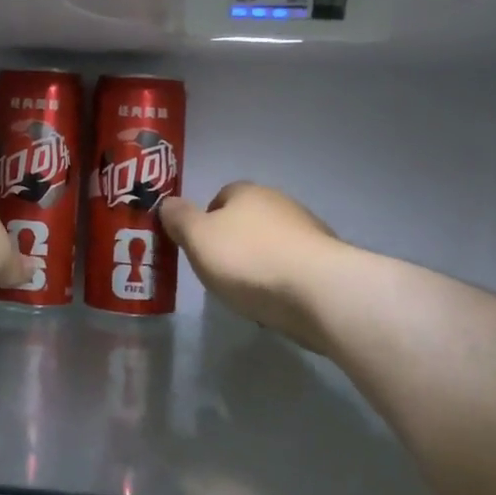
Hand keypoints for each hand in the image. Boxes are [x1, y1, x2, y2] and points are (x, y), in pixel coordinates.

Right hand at [160, 182, 344, 349]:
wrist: (319, 291)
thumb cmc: (248, 259)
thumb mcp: (197, 238)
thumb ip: (178, 218)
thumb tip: (168, 203)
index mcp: (247, 192)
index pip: (220, 196)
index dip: (205, 219)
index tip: (198, 247)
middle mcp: (280, 203)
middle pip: (248, 220)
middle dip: (233, 242)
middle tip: (218, 271)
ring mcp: (309, 232)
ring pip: (272, 244)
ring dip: (259, 263)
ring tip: (248, 292)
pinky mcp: (327, 262)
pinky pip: (294, 268)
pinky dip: (282, 281)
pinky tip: (275, 302)